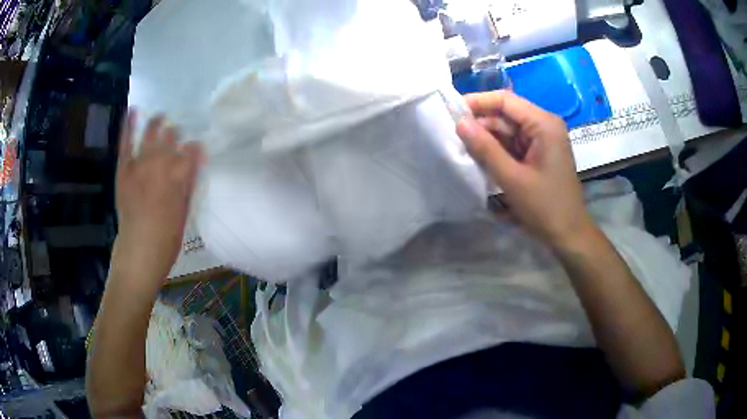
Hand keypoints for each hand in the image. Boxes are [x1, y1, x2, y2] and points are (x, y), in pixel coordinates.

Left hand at [113, 111, 203, 286]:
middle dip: (178, 133)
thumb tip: (194, 163)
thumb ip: (189, 183)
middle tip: (179, 134)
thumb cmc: (167, 238)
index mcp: (179, 175)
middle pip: (172, 136)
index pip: (193, 150)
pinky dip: (128, 126)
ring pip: (151, 133)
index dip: (197, 148)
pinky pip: (126, 142)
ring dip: (158, 122)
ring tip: (161, 115)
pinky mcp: (124, 168)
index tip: (198, 150)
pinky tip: (133, 110)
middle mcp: (160, 164)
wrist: (138, 251)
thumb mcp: (185, 210)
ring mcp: (140, 164)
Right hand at [456, 90, 593, 247]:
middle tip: (452, 134)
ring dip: (487, 138)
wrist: (569, 235)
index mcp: (543, 124)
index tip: (451, 111)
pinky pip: (513, 144)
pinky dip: (497, 150)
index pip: (505, 100)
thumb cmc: (545, 207)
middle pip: (506, 114)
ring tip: (462, 147)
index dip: (478, 102)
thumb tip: (459, 123)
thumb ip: (485, 149)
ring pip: (507, 130)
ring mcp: (542, 140)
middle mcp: (544, 125)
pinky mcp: (538, 154)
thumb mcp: (512, 179)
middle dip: (481, 123)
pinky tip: (480, 158)